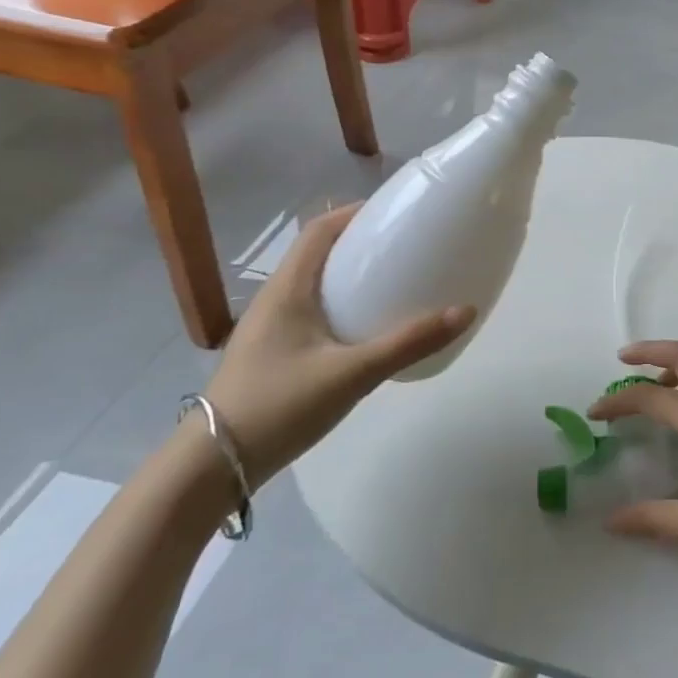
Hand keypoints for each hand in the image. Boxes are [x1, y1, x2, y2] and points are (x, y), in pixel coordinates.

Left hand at [204, 205, 474, 481]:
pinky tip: (367, 328)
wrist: (212, 466)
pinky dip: (342, 304)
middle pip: (318, 252)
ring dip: (351, 274)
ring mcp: (270, 327)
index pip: (319, 230)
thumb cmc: (279, 406)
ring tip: (394, 281)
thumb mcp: (352, 374)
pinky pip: (312, 311)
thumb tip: (465, 311)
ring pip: (315, 284)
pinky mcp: (273, 351)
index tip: (396, 212)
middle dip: (361, 242)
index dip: (355, 213)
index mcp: (287, 288)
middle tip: (406, 246)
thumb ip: (408, 344)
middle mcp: (275, 298)